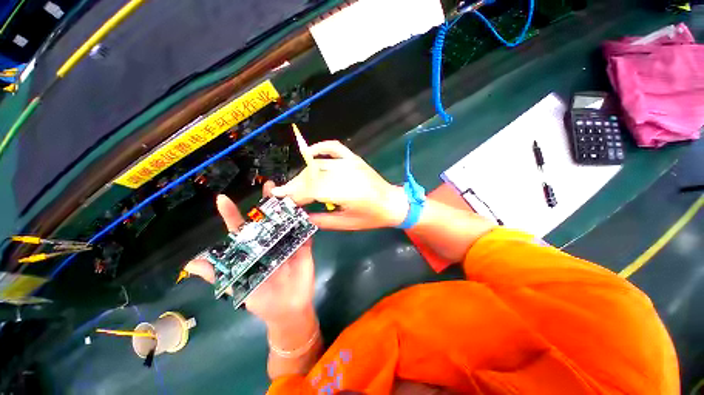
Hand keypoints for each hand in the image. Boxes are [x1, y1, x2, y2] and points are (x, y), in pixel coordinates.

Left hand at [184, 182, 314, 324]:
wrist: (289, 311)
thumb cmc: (263, 299)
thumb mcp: (238, 286)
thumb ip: (219, 275)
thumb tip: (192, 263)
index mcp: (253, 249)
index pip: (241, 229)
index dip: (232, 214)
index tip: (223, 199)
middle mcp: (270, 242)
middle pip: (268, 219)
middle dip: (268, 202)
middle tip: (270, 185)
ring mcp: (288, 243)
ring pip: (287, 221)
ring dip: (289, 207)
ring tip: (290, 192)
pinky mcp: (304, 247)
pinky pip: (305, 232)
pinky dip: (306, 221)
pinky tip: (306, 210)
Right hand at [272, 140, 408, 229]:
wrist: (393, 203)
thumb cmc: (372, 217)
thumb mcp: (346, 224)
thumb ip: (322, 220)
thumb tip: (302, 215)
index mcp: (347, 193)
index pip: (313, 190)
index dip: (295, 194)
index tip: (281, 200)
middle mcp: (347, 174)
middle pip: (313, 176)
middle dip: (296, 185)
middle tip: (285, 194)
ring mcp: (351, 163)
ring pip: (319, 165)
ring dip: (304, 174)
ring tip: (296, 185)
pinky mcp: (354, 158)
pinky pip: (333, 147)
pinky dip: (319, 148)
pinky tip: (308, 154)